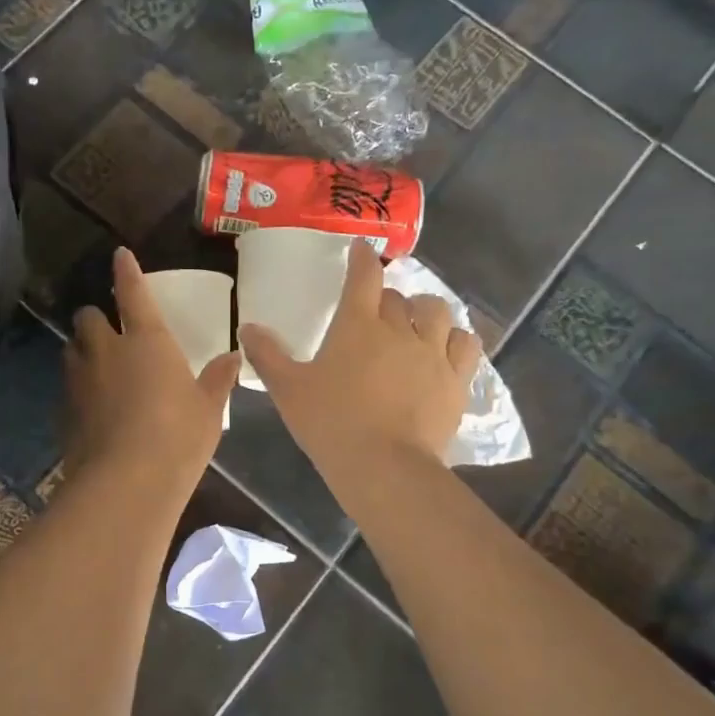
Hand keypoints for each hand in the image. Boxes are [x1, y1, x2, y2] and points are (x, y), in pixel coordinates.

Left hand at [63, 249, 239, 486]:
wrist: (126, 482)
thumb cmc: (178, 437)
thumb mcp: (208, 408)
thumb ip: (218, 379)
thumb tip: (234, 356)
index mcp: (146, 340)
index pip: (132, 293)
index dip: (126, 271)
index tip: (120, 255)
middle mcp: (106, 350)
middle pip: (88, 317)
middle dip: (97, 318)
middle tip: (111, 332)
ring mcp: (80, 380)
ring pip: (72, 349)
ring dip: (83, 350)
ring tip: (99, 366)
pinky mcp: (64, 410)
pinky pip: (68, 386)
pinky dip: (78, 387)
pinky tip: (92, 407)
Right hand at [241, 239, 478, 480]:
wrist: (384, 466)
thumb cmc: (330, 423)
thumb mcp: (287, 390)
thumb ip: (267, 355)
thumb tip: (248, 327)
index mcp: (357, 326)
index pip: (363, 277)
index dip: (362, 259)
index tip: (362, 249)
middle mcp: (399, 330)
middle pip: (397, 297)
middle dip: (386, 298)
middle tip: (375, 313)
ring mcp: (433, 353)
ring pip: (437, 311)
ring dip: (424, 310)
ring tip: (415, 323)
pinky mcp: (456, 380)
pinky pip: (466, 343)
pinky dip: (456, 338)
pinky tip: (447, 346)